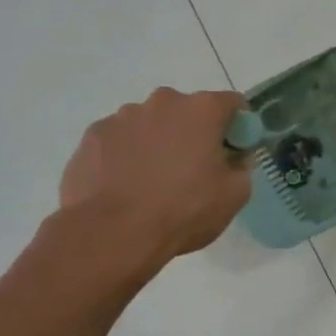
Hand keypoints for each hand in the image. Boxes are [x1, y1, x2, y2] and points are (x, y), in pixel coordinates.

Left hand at [58, 87, 251, 276]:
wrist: (112, 233)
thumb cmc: (183, 210)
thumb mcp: (234, 195)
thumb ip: (242, 166)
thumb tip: (234, 157)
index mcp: (202, 110)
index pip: (233, 103)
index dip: (238, 126)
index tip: (233, 151)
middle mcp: (163, 102)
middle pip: (188, 110)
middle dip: (193, 132)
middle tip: (192, 169)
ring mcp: (123, 116)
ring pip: (151, 123)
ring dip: (158, 142)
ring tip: (152, 181)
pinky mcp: (93, 135)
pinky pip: (120, 139)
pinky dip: (126, 154)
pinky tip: (124, 184)